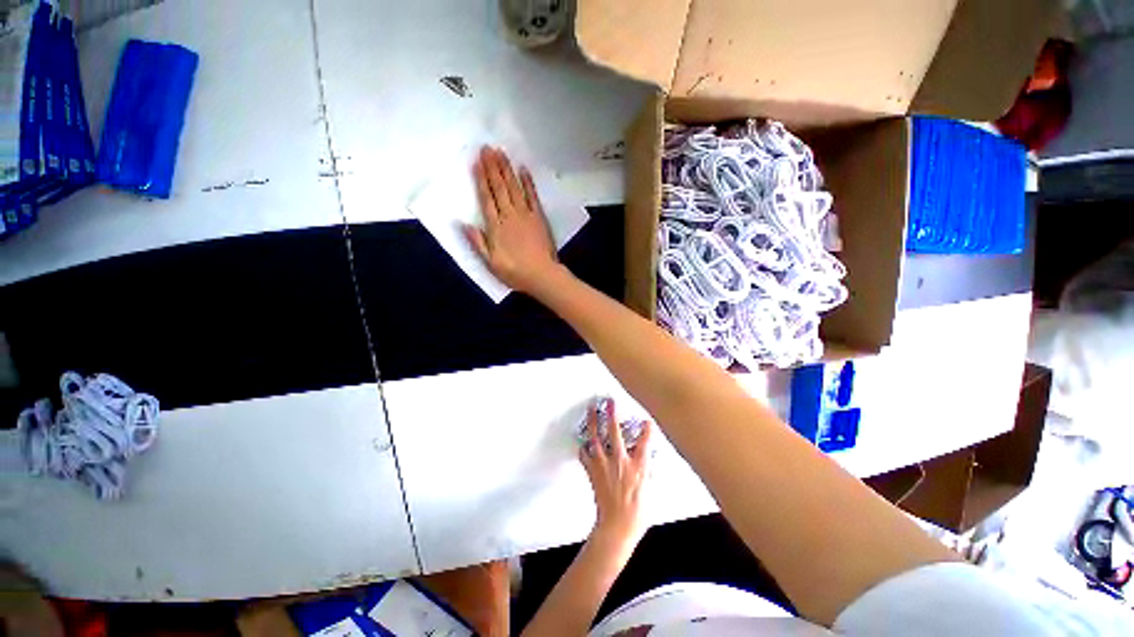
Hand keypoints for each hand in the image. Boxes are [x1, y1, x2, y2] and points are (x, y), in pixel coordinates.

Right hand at [465, 146, 560, 293]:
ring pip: (514, 188)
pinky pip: (532, 196)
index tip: (477, 162)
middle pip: (499, 188)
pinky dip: (528, 183)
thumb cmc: (515, 272)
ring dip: (507, 169)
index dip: (481, 179)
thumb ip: (477, 242)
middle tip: (487, 148)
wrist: (542, 275)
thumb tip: (462, 223)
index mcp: (496, 227)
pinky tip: (523, 170)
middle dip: (492, 167)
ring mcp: (526, 215)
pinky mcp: (539, 217)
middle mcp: (509, 216)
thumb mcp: (490, 263)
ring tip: (501, 153)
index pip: (486, 198)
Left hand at [580, 400, 652, 545]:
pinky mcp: (593, 472)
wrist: (618, 525)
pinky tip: (583, 441)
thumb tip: (645, 458)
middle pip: (614, 431)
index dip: (647, 429)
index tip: (647, 420)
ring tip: (591, 411)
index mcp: (637, 465)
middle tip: (609, 402)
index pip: (644, 441)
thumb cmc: (637, 512)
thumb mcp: (649, 489)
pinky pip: (585, 455)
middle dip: (611, 414)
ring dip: (592, 422)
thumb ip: (647, 470)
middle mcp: (620, 460)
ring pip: (595, 438)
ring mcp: (604, 464)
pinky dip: (583, 446)